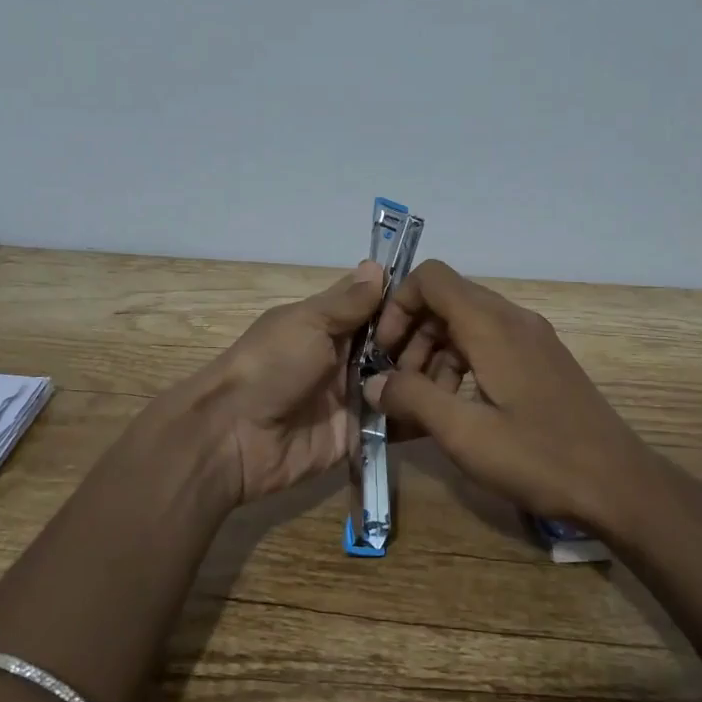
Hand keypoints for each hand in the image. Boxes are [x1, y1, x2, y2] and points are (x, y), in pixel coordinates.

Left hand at [175, 260, 447, 504]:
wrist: (234, 437)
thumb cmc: (270, 366)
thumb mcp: (306, 322)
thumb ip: (346, 302)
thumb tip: (377, 265)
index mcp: (329, 326)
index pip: (379, 308)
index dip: (409, 302)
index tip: (448, 297)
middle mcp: (346, 359)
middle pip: (396, 346)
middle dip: (427, 341)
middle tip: (466, 339)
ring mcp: (355, 398)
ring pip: (401, 382)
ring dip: (428, 376)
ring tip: (468, 369)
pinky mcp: (360, 435)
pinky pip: (394, 423)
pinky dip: (419, 415)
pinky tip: (454, 406)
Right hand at [366, 260, 667, 529]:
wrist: (620, 485)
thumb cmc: (539, 457)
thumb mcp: (465, 433)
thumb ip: (412, 399)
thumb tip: (373, 382)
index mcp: (492, 325)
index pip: (431, 278)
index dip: (398, 306)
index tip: (384, 352)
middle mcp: (512, 319)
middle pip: (446, 303)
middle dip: (412, 339)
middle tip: (398, 387)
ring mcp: (531, 339)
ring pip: (466, 327)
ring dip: (434, 358)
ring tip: (424, 408)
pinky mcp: (541, 362)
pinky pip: (489, 346)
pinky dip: (461, 368)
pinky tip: (457, 412)